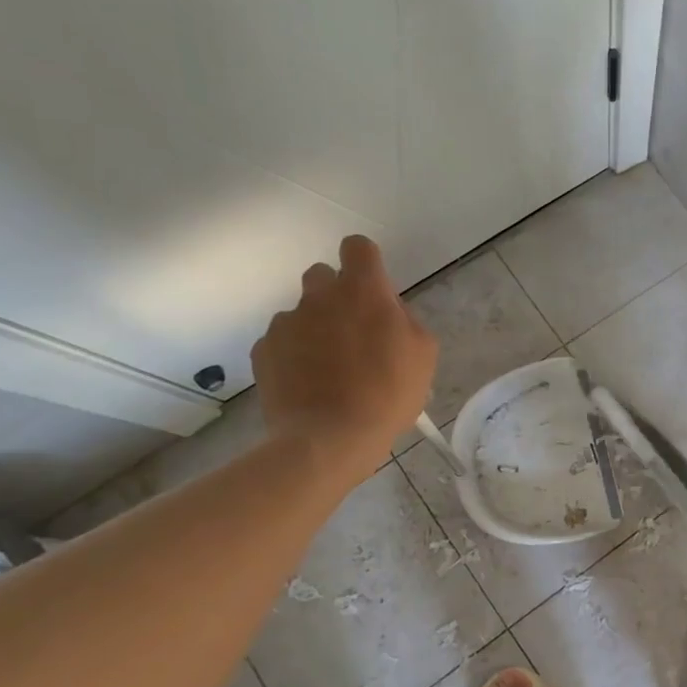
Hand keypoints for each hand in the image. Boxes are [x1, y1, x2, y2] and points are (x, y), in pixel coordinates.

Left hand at [251, 235, 436, 483]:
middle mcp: (320, 296)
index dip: (365, 262)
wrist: (329, 439)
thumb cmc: (388, 394)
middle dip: (336, 295)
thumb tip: (388, 314)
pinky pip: (282, 341)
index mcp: (364, 291)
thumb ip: (405, 321)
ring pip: (302, 312)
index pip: (357, 247)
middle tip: (353, 331)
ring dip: (315, 328)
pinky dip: (294, 355)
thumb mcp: (423, 355)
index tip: (373, 288)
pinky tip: (309, 384)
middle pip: (323, 275)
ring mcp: (286, 323)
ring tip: (330, 368)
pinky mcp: (263, 350)